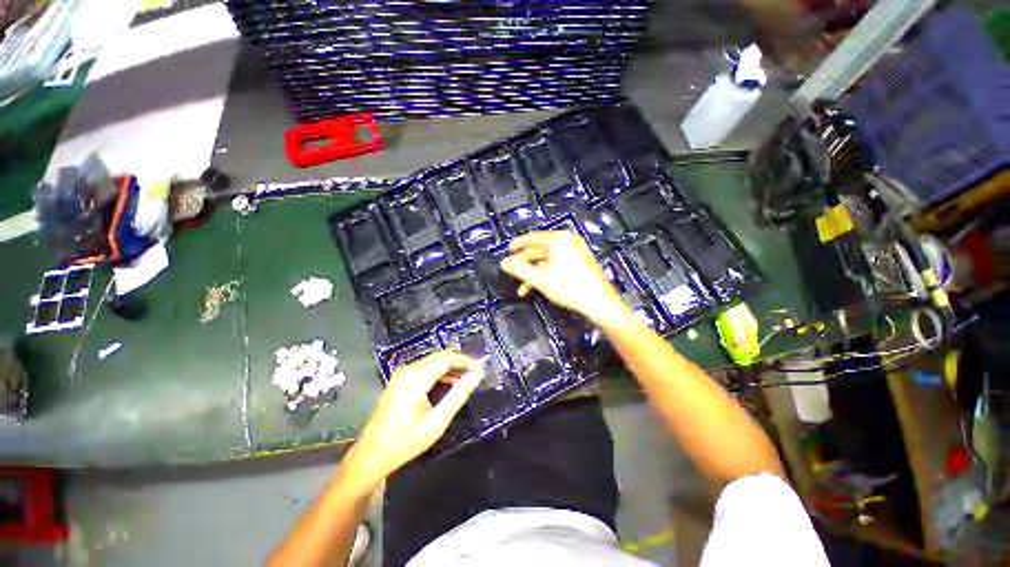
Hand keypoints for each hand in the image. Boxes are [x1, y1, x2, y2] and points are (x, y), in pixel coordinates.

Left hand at [343, 351, 482, 489]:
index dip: (466, 361)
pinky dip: (440, 373)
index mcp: (416, 377)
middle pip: (440, 357)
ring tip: (467, 379)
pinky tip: (450, 383)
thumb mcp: (437, 421)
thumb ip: (458, 395)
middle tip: (477, 374)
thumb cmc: (405, 441)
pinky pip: (425, 369)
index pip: (447, 358)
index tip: (481, 370)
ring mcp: (402, 374)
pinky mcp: (400, 380)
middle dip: (460, 363)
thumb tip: (476, 376)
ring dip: (451, 367)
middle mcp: (408, 370)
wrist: (372, 455)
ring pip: (433, 362)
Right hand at [500, 231, 630, 327]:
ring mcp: (576, 252)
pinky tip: (537, 287)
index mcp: (559, 239)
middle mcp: (568, 241)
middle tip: (512, 270)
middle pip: (540, 249)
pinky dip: (546, 274)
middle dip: (525, 262)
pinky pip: (558, 264)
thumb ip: (520, 269)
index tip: (508, 250)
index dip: (518, 244)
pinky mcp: (581, 263)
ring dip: (534, 272)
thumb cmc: (569, 287)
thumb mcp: (540, 279)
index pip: (533, 237)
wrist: (599, 302)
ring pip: (548, 260)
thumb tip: (503, 263)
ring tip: (522, 287)